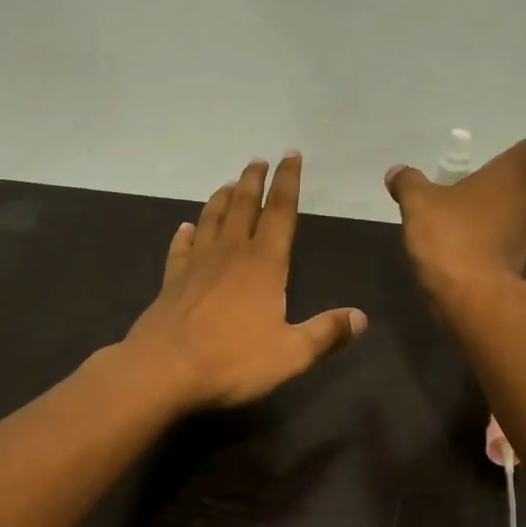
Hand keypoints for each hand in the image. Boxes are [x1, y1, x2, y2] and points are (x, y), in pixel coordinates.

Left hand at [126, 153, 367, 410]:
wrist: (164, 370)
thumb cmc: (232, 360)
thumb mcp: (291, 354)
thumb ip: (326, 334)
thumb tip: (361, 318)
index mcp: (264, 265)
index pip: (281, 213)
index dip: (288, 182)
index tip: (291, 156)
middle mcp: (230, 255)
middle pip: (244, 207)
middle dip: (254, 181)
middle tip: (258, 160)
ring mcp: (197, 266)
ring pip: (212, 221)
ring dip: (222, 199)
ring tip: (229, 184)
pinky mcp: (172, 282)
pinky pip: (180, 249)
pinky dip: (185, 235)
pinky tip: (186, 228)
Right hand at [385, 128, 525, 292]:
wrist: (473, 295)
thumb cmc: (452, 236)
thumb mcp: (419, 204)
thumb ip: (409, 183)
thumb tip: (396, 172)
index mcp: (516, 172)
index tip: (518, 144)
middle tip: (501, 172)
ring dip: (517, 201)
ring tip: (486, 203)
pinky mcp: (524, 258)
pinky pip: (519, 233)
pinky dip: (507, 229)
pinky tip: (480, 234)